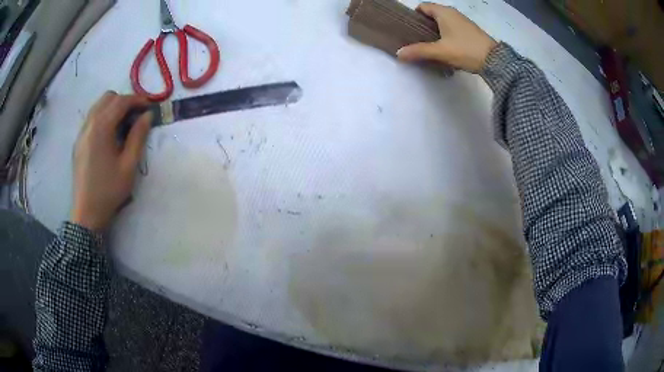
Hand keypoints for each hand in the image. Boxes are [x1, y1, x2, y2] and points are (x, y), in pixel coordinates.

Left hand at [71, 92, 151, 232]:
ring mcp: (81, 133)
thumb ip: (138, 136)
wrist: (87, 213)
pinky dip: (103, 116)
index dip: (137, 100)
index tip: (150, 107)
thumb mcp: (129, 165)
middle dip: (124, 101)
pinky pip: (92, 118)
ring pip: (98, 106)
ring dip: (113, 107)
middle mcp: (89, 124)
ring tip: (124, 123)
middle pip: (108, 98)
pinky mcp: (78, 142)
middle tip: (136, 115)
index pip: (121, 101)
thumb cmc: (109, 191)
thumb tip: (148, 115)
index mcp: (101, 128)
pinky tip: (110, 134)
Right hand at [397, 3, 497, 72]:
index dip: (414, 16)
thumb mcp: (440, 51)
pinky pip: (451, 28)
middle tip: (416, 39)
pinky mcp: (469, 31)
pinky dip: (445, 35)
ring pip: (442, 22)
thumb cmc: (466, 50)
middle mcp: (453, 13)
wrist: (495, 61)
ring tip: (428, 45)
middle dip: (423, 25)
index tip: (409, 29)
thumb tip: (398, 53)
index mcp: (444, 12)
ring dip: (434, 31)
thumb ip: (419, 51)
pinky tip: (444, 48)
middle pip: (432, 14)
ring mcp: (463, 21)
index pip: (422, 7)